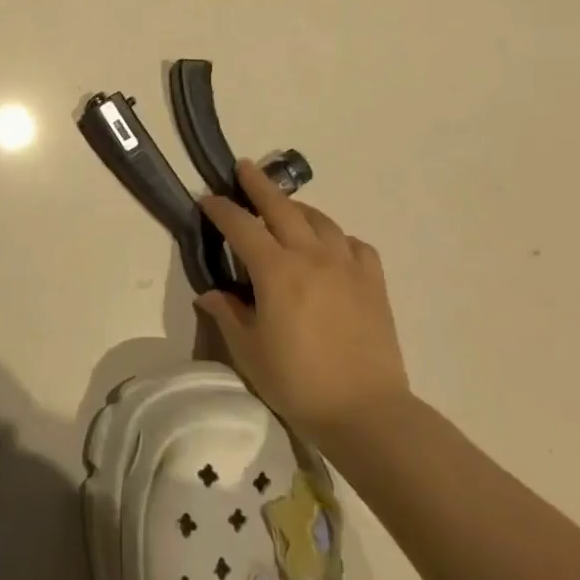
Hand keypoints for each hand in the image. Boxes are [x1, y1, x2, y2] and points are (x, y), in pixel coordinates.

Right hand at [196, 161, 408, 441]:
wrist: (367, 412)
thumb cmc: (298, 382)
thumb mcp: (249, 352)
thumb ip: (228, 315)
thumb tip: (210, 294)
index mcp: (275, 271)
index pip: (241, 226)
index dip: (220, 209)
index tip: (206, 198)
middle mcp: (311, 256)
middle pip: (281, 208)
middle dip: (259, 184)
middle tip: (244, 167)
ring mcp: (347, 267)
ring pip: (320, 220)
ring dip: (298, 208)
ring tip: (286, 209)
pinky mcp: (373, 283)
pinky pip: (354, 245)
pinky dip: (338, 238)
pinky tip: (332, 248)